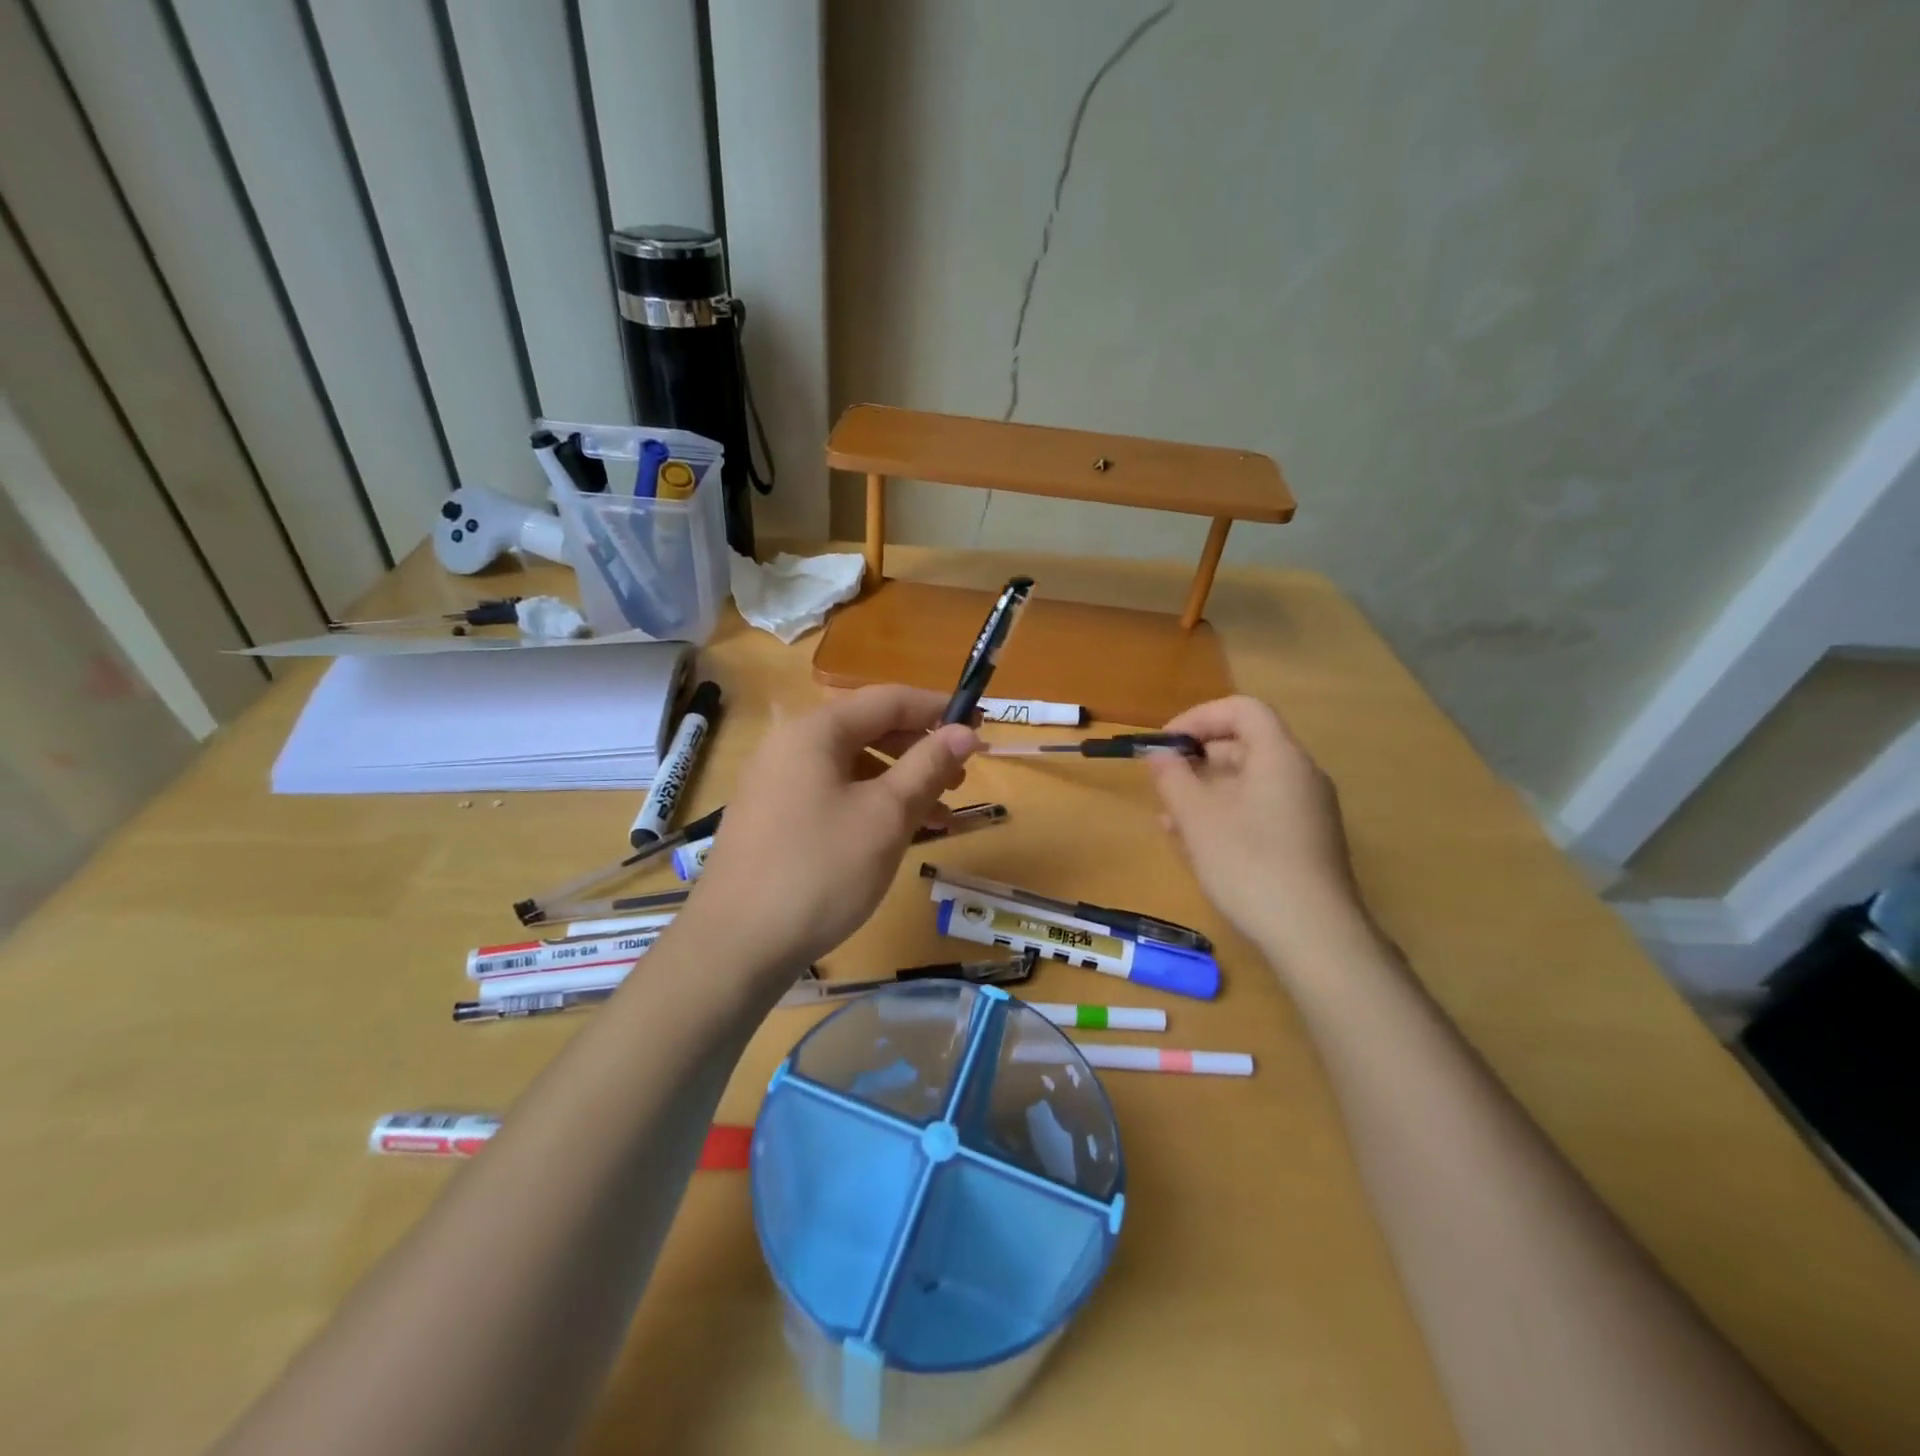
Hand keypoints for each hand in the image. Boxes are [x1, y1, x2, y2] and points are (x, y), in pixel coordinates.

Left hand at [682, 685, 977, 989]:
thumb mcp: (886, 816)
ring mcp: (775, 783)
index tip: (979, 727)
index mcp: (815, 731)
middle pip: (868, 730)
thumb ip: (928, 766)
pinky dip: (870, 805)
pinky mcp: (772, 818)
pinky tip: (897, 835)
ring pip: (852, 767)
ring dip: (900, 783)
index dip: (938, 710)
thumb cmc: (821, 870)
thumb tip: (965, 731)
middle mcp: (790, 745)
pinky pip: (832, 794)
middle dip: (920, 750)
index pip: (888, 700)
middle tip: (961, 778)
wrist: (736, 945)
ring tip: (940, 815)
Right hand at [1147, 696, 1371, 968]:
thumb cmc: (1249, 863)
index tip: (1166, 743)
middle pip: (1245, 745)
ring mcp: (1307, 811)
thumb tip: (1159, 755)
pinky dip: (1226, 815)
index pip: (1242, 709)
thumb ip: (1173, 778)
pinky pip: (1260, 811)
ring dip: (1206, 791)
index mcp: (1280, 757)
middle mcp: (1300, 775)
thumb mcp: (1197, 818)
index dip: (1199, 717)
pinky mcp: (1305, 842)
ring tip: (1170, 819)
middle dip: (1197, 759)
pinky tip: (1196, 845)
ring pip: (1249, 783)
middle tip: (1164, 783)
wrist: (1314, 935)